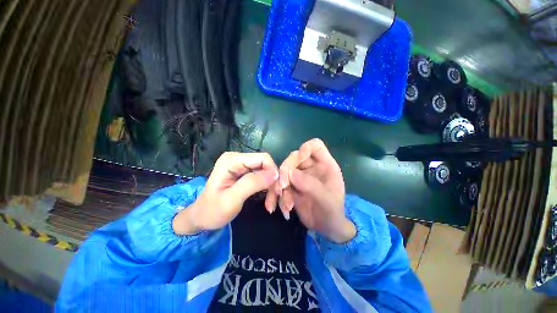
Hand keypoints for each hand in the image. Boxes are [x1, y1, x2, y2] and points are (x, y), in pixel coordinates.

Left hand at [173, 152, 277, 234]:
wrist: (201, 218)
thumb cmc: (212, 211)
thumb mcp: (231, 199)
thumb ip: (252, 184)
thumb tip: (275, 174)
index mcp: (232, 160)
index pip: (263, 158)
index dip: (273, 172)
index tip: (277, 191)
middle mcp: (238, 158)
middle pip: (266, 165)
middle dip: (273, 182)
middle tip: (273, 202)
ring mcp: (242, 165)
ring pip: (266, 171)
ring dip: (271, 187)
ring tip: (270, 204)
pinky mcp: (244, 172)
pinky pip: (262, 177)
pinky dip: (267, 188)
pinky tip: (267, 200)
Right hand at [265, 139, 355, 243]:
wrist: (326, 227)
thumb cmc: (332, 212)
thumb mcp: (326, 200)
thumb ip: (310, 185)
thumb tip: (290, 173)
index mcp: (324, 165)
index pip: (315, 146)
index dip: (306, 148)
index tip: (298, 159)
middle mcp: (311, 167)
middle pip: (294, 157)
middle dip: (285, 171)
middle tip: (282, 187)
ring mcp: (300, 176)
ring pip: (284, 171)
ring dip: (280, 187)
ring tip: (286, 206)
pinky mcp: (291, 186)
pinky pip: (279, 185)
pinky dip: (277, 196)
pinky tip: (280, 209)